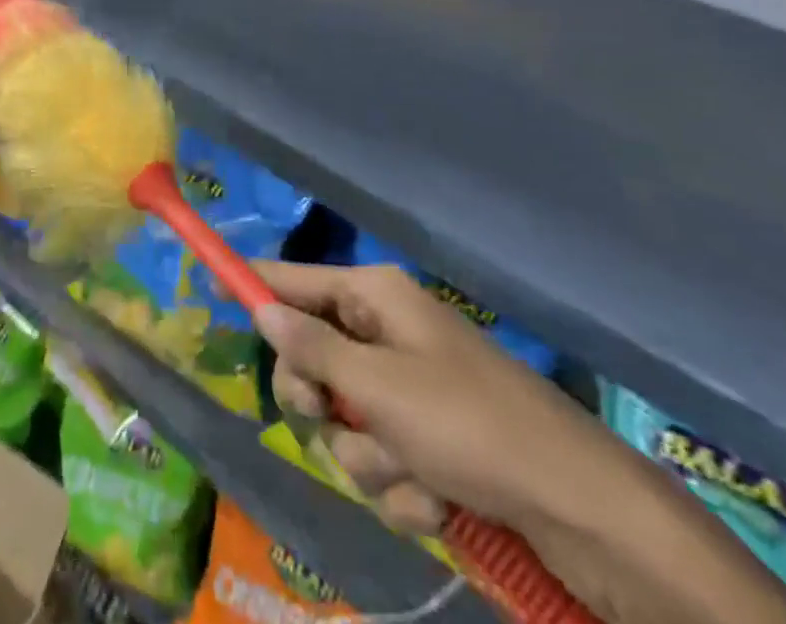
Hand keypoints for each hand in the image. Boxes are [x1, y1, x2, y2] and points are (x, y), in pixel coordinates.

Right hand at [255, 261, 596, 536]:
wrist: (574, 505)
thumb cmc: (467, 424)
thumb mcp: (379, 387)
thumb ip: (313, 350)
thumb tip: (262, 309)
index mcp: (375, 299)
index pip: (295, 280)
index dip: (254, 285)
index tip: (211, 285)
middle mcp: (386, 334)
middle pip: (311, 359)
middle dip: (320, 403)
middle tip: (331, 417)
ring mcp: (407, 387)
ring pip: (344, 421)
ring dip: (368, 458)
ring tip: (411, 474)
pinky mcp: (428, 439)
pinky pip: (382, 458)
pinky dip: (402, 486)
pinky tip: (437, 500)